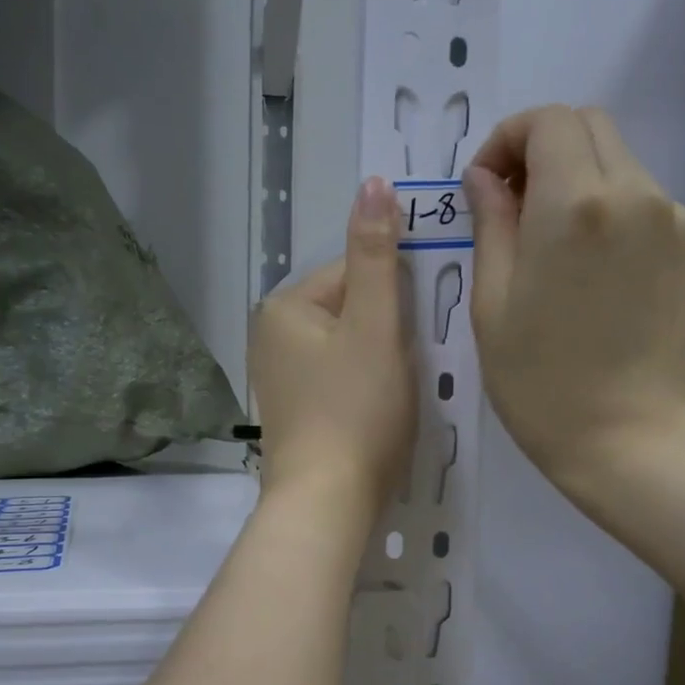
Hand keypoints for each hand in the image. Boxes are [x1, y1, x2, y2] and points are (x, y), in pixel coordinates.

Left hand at [250, 177, 415, 523]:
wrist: (327, 502)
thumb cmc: (356, 410)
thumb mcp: (375, 325)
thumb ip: (375, 254)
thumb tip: (373, 182)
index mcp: (285, 306)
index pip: (354, 271)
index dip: (394, 299)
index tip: (413, 336)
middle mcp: (270, 335)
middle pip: (350, 310)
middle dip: (386, 332)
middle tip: (407, 371)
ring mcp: (278, 377)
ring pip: (347, 346)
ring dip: (379, 361)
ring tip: (394, 396)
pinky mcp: (293, 412)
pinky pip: (337, 380)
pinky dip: (362, 389)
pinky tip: (376, 414)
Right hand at [463, 104, 684, 492]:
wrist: (627, 438)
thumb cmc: (540, 382)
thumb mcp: (492, 304)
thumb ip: (490, 224)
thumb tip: (484, 179)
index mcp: (575, 204)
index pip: (547, 120)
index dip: (508, 138)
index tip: (487, 184)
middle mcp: (636, 194)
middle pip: (590, 128)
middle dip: (543, 150)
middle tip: (514, 205)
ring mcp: (676, 221)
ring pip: (621, 166)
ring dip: (580, 184)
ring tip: (555, 251)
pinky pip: (647, 208)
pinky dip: (614, 218)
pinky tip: (596, 278)